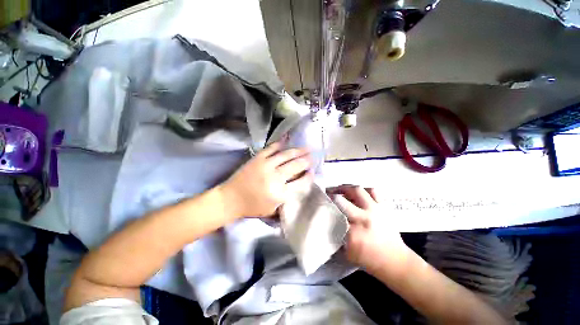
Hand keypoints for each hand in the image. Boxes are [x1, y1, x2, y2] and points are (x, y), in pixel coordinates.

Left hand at [220, 142, 312, 218]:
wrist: (230, 199)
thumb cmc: (252, 207)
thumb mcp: (273, 210)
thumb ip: (287, 199)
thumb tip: (299, 185)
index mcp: (279, 193)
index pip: (301, 182)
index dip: (309, 176)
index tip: (312, 172)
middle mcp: (275, 178)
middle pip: (296, 166)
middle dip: (307, 160)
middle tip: (312, 156)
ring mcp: (265, 166)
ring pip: (286, 155)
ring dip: (298, 151)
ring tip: (306, 148)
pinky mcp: (257, 159)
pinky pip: (271, 148)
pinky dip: (279, 144)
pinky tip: (286, 140)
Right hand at [327, 185, 409, 273]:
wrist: (396, 261)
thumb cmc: (370, 260)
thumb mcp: (347, 253)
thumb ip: (336, 237)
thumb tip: (326, 223)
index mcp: (353, 233)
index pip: (332, 215)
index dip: (323, 208)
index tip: (317, 203)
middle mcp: (363, 218)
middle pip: (341, 200)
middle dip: (330, 195)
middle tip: (326, 193)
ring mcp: (375, 210)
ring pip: (357, 190)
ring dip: (346, 188)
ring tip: (341, 190)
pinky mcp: (384, 207)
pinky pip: (373, 191)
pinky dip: (364, 190)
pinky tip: (358, 193)